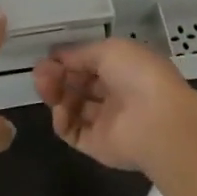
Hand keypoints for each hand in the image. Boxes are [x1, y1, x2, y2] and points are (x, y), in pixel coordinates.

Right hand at [32, 37, 196, 172]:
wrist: (157, 121)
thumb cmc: (137, 75)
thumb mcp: (109, 50)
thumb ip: (81, 53)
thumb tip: (58, 56)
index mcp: (125, 68)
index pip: (91, 63)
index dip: (69, 59)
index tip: (48, 57)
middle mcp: (116, 94)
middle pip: (79, 85)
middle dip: (58, 75)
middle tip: (39, 72)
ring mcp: (106, 121)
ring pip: (73, 107)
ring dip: (56, 94)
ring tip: (44, 86)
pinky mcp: (97, 145)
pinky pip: (73, 131)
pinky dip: (62, 120)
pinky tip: (60, 110)